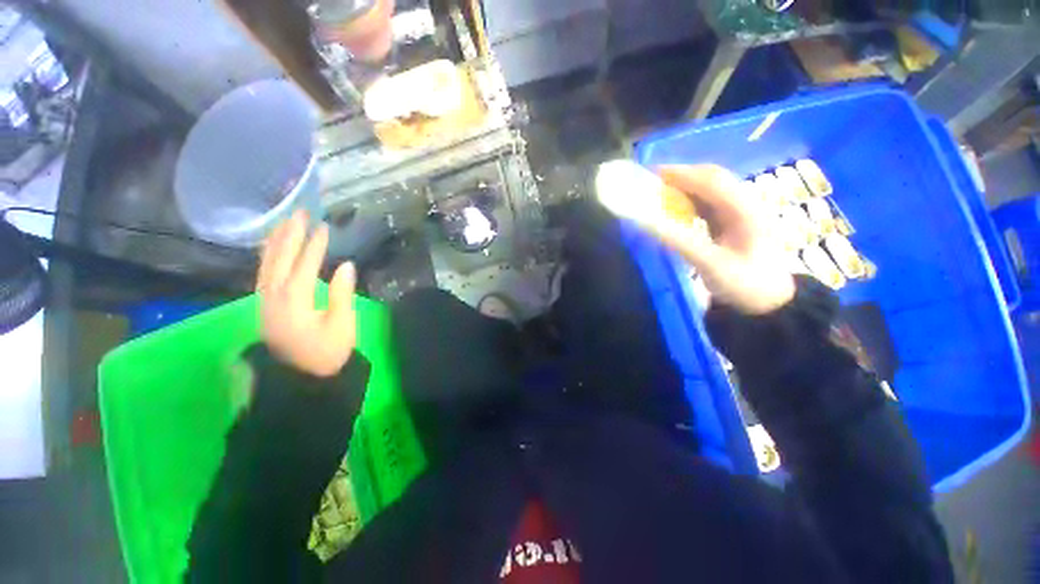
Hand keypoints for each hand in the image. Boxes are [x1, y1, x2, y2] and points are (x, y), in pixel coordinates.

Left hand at [257, 210, 357, 376]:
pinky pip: (263, 273)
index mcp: (295, 300)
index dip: (315, 244)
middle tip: (300, 212)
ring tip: (285, 222)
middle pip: (279, 258)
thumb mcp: (342, 324)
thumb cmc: (327, 352)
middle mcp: (273, 295)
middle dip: (290, 234)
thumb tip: (346, 265)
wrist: (301, 378)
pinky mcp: (265, 305)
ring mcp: (265, 301)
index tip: (324, 226)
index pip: (304, 264)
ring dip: (276, 241)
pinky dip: (268, 256)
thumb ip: (342, 293)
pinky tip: (273, 248)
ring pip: (266, 264)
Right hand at [652, 165, 794, 314]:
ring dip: (684, 187)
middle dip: (681, 176)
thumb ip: (679, 241)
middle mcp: (745, 203)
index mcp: (746, 209)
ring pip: (709, 190)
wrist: (769, 304)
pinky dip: (689, 201)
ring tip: (658, 192)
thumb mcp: (711, 264)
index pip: (711, 181)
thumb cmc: (744, 284)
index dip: (681, 174)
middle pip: (712, 179)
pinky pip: (708, 204)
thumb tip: (647, 222)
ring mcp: (741, 212)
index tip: (651, 175)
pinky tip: (675, 208)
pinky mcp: (733, 223)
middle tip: (651, 183)